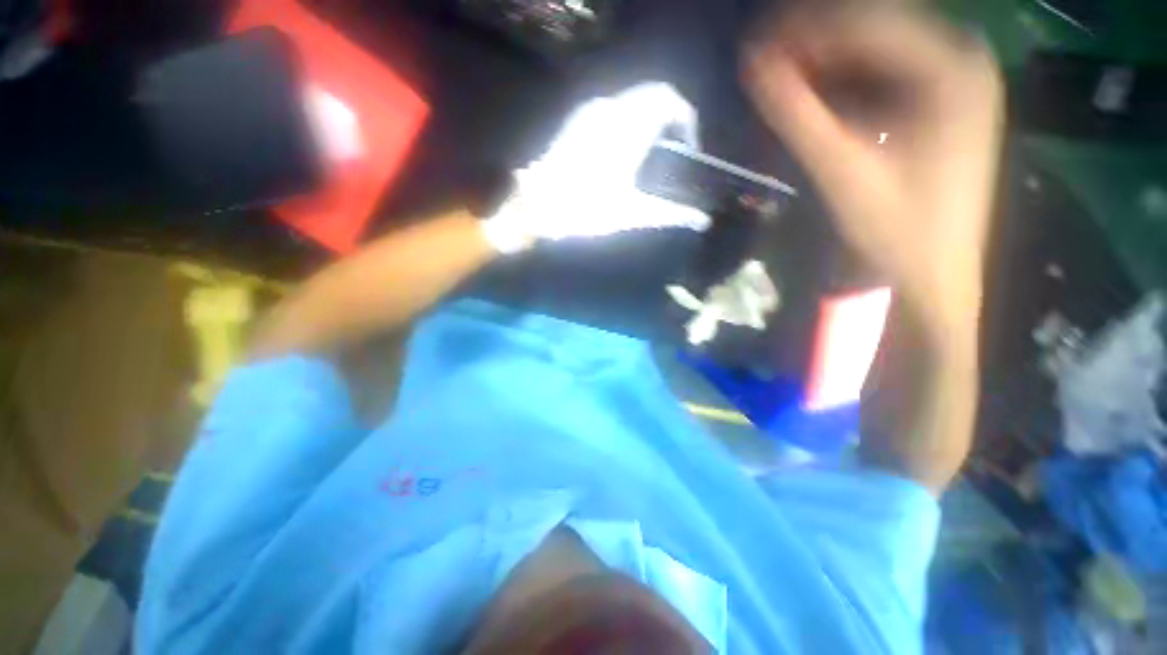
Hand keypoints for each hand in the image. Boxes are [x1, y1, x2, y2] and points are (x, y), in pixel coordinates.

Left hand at [482, 83, 711, 253]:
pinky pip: (614, 107)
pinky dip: (629, 118)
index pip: (672, 103)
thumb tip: (701, 220)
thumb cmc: (586, 210)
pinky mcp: (577, 119)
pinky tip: (623, 149)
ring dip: (649, 116)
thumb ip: (671, 213)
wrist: (538, 207)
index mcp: (631, 128)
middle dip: (670, 117)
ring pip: (633, 98)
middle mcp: (613, 108)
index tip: (688, 148)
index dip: (687, 122)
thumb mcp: (632, 214)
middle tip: (673, 150)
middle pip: (654, 95)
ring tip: (650, 151)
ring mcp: (592, 110)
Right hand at [744, 6, 1002, 339]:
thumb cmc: (895, 228)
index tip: (755, 48)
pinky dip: (845, 80)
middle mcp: (961, 59)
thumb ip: (797, 116)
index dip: (805, 30)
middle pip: (875, 27)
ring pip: (878, 48)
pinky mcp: (941, 100)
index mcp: (952, 69)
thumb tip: (752, 69)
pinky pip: (885, 72)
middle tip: (764, 64)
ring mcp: (954, 78)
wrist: (932, 270)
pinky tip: (816, 98)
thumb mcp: (842, 170)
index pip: (868, 22)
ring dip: (826, 60)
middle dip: (814, 42)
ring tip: (782, 81)